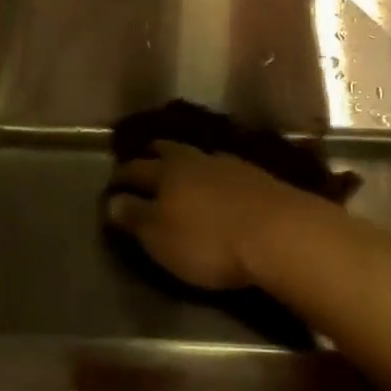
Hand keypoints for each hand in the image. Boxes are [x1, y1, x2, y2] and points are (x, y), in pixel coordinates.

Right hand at [106, 143, 323, 290]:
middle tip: (142, 160)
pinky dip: (212, 172)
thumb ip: (135, 217)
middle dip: (151, 154)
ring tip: (179, 168)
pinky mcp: (256, 176)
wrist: (279, 233)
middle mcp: (194, 160)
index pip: (135, 169)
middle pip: (167, 150)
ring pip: (197, 155)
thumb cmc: (209, 241)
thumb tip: (111, 201)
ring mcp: (228, 164)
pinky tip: (217, 181)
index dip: (120, 176)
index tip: (111, 183)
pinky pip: (222, 167)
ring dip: (184, 160)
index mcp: (165, 173)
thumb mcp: (161, 238)